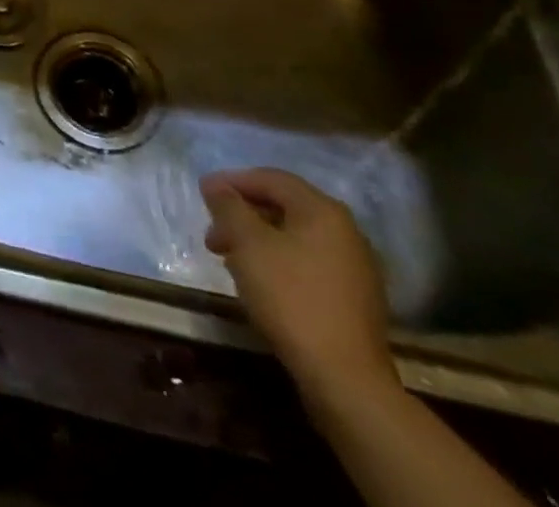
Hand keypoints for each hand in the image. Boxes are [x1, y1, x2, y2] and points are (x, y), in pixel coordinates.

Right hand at [199, 168, 398, 409]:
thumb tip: (215, 185)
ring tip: (229, 260)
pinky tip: (259, 282)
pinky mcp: (354, 300)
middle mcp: (346, 231)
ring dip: (257, 241)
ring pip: (294, 238)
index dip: (233, 181)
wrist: (346, 379)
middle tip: (213, 234)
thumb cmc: (291, 297)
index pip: (271, 179)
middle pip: (283, 207)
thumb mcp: (248, 243)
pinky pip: (308, 264)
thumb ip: (228, 206)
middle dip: (242, 216)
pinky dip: (278, 262)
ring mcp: (355, 268)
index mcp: (323, 211)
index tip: (203, 194)